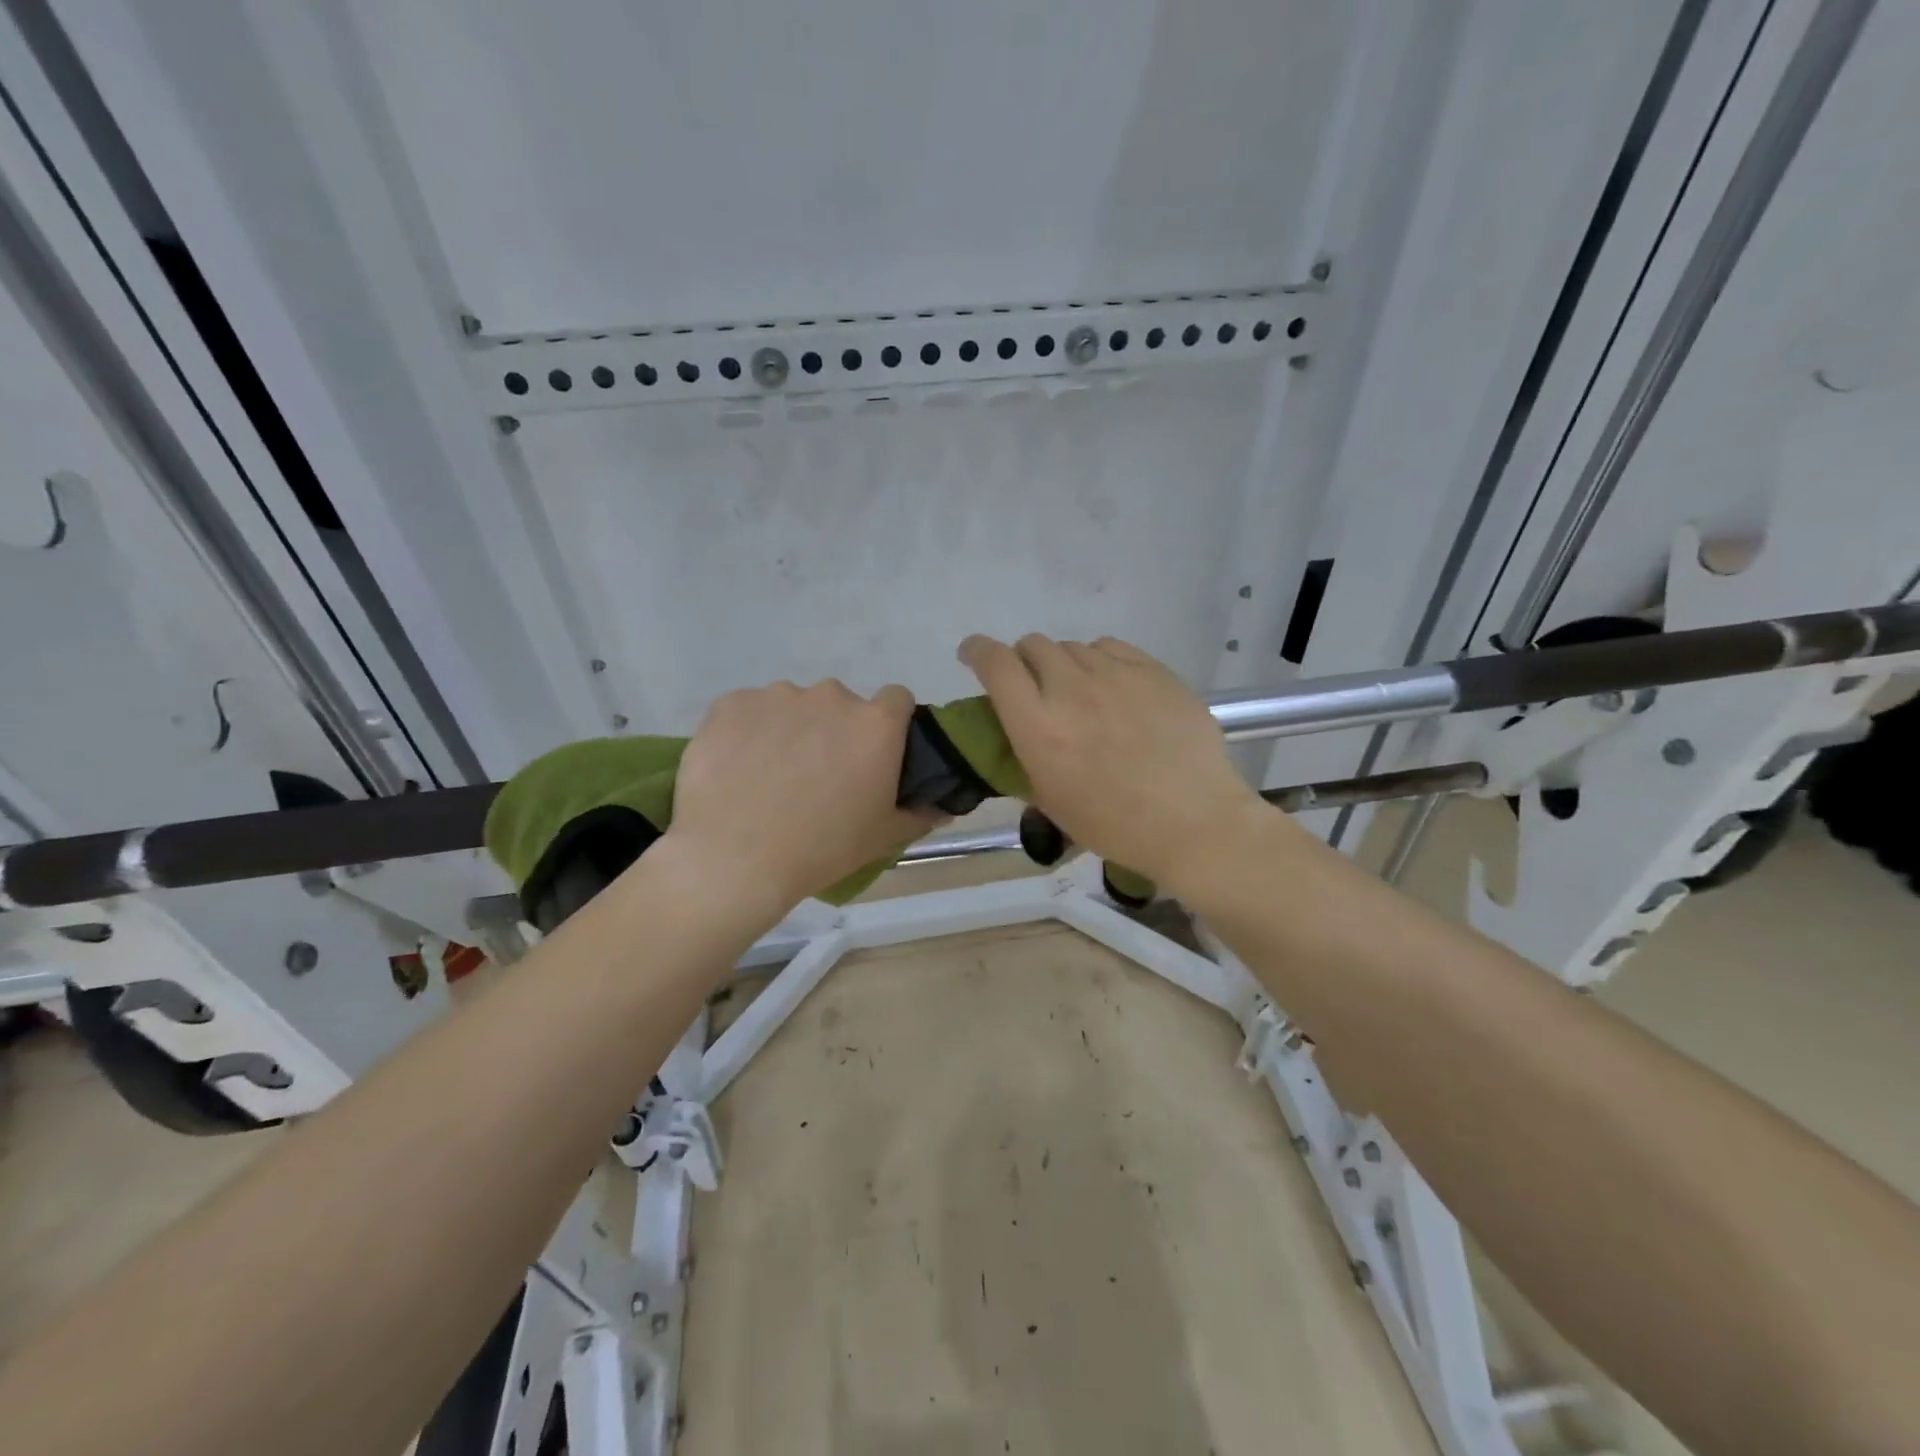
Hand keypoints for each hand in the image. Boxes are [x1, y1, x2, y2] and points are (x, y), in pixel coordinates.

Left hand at [666, 680, 942, 916]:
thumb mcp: (882, 838)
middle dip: (835, 731)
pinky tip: (737, 769)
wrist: (734, 858)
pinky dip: (748, 732)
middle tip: (819, 775)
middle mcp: (831, 696)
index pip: (897, 699)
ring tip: (770, 776)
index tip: (875, 754)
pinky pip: (749, 711)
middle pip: (841, 704)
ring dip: (791, 729)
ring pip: (793, 706)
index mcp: (875, 723)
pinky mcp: (731, 703)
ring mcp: (777, 695)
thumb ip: (919, 814)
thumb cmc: (822, 848)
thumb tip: (942, 808)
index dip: (889, 724)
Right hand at [958, 634, 1268, 892]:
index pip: (996, 664)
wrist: (1194, 822)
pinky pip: (1112, 648)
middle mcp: (1072, 689)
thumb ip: (1024, 756)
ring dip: (1064, 665)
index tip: (973, 655)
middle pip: (1033, 645)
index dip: (977, 651)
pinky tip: (1113, 687)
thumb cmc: (1115, 825)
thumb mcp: (1051, 801)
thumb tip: (1016, 732)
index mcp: (1039, 726)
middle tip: (1035, 687)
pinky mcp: (1154, 670)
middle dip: (1023, 661)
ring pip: (1073, 646)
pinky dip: (1100, 661)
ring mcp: (1116, 675)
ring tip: (1081, 694)